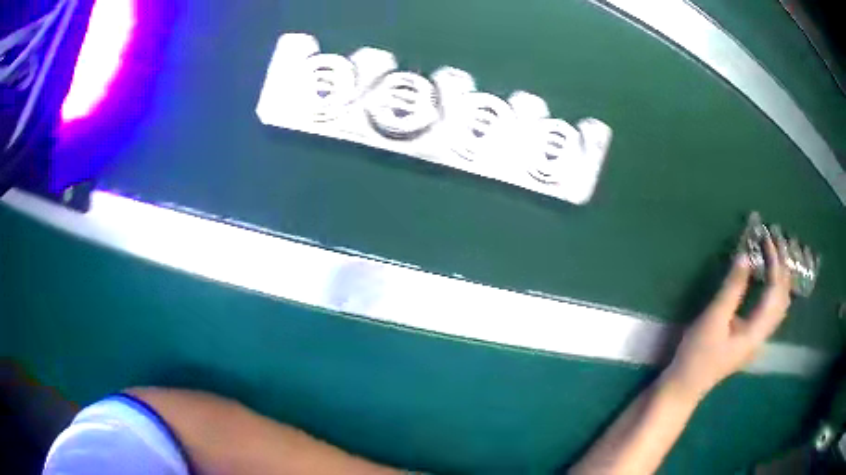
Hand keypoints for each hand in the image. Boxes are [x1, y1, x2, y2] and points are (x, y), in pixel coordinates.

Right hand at [664, 236, 792, 400]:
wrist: (685, 386)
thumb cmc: (697, 355)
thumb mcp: (713, 320)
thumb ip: (732, 289)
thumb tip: (745, 257)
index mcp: (756, 332)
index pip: (775, 291)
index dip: (774, 262)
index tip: (767, 238)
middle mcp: (762, 334)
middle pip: (783, 297)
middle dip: (783, 266)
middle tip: (776, 239)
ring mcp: (757, 338)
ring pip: (779, 304)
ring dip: (781, 277)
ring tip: (776, 253)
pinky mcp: (750, 337)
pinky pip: (770, 309)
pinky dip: (774, 289)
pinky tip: (768, 279)